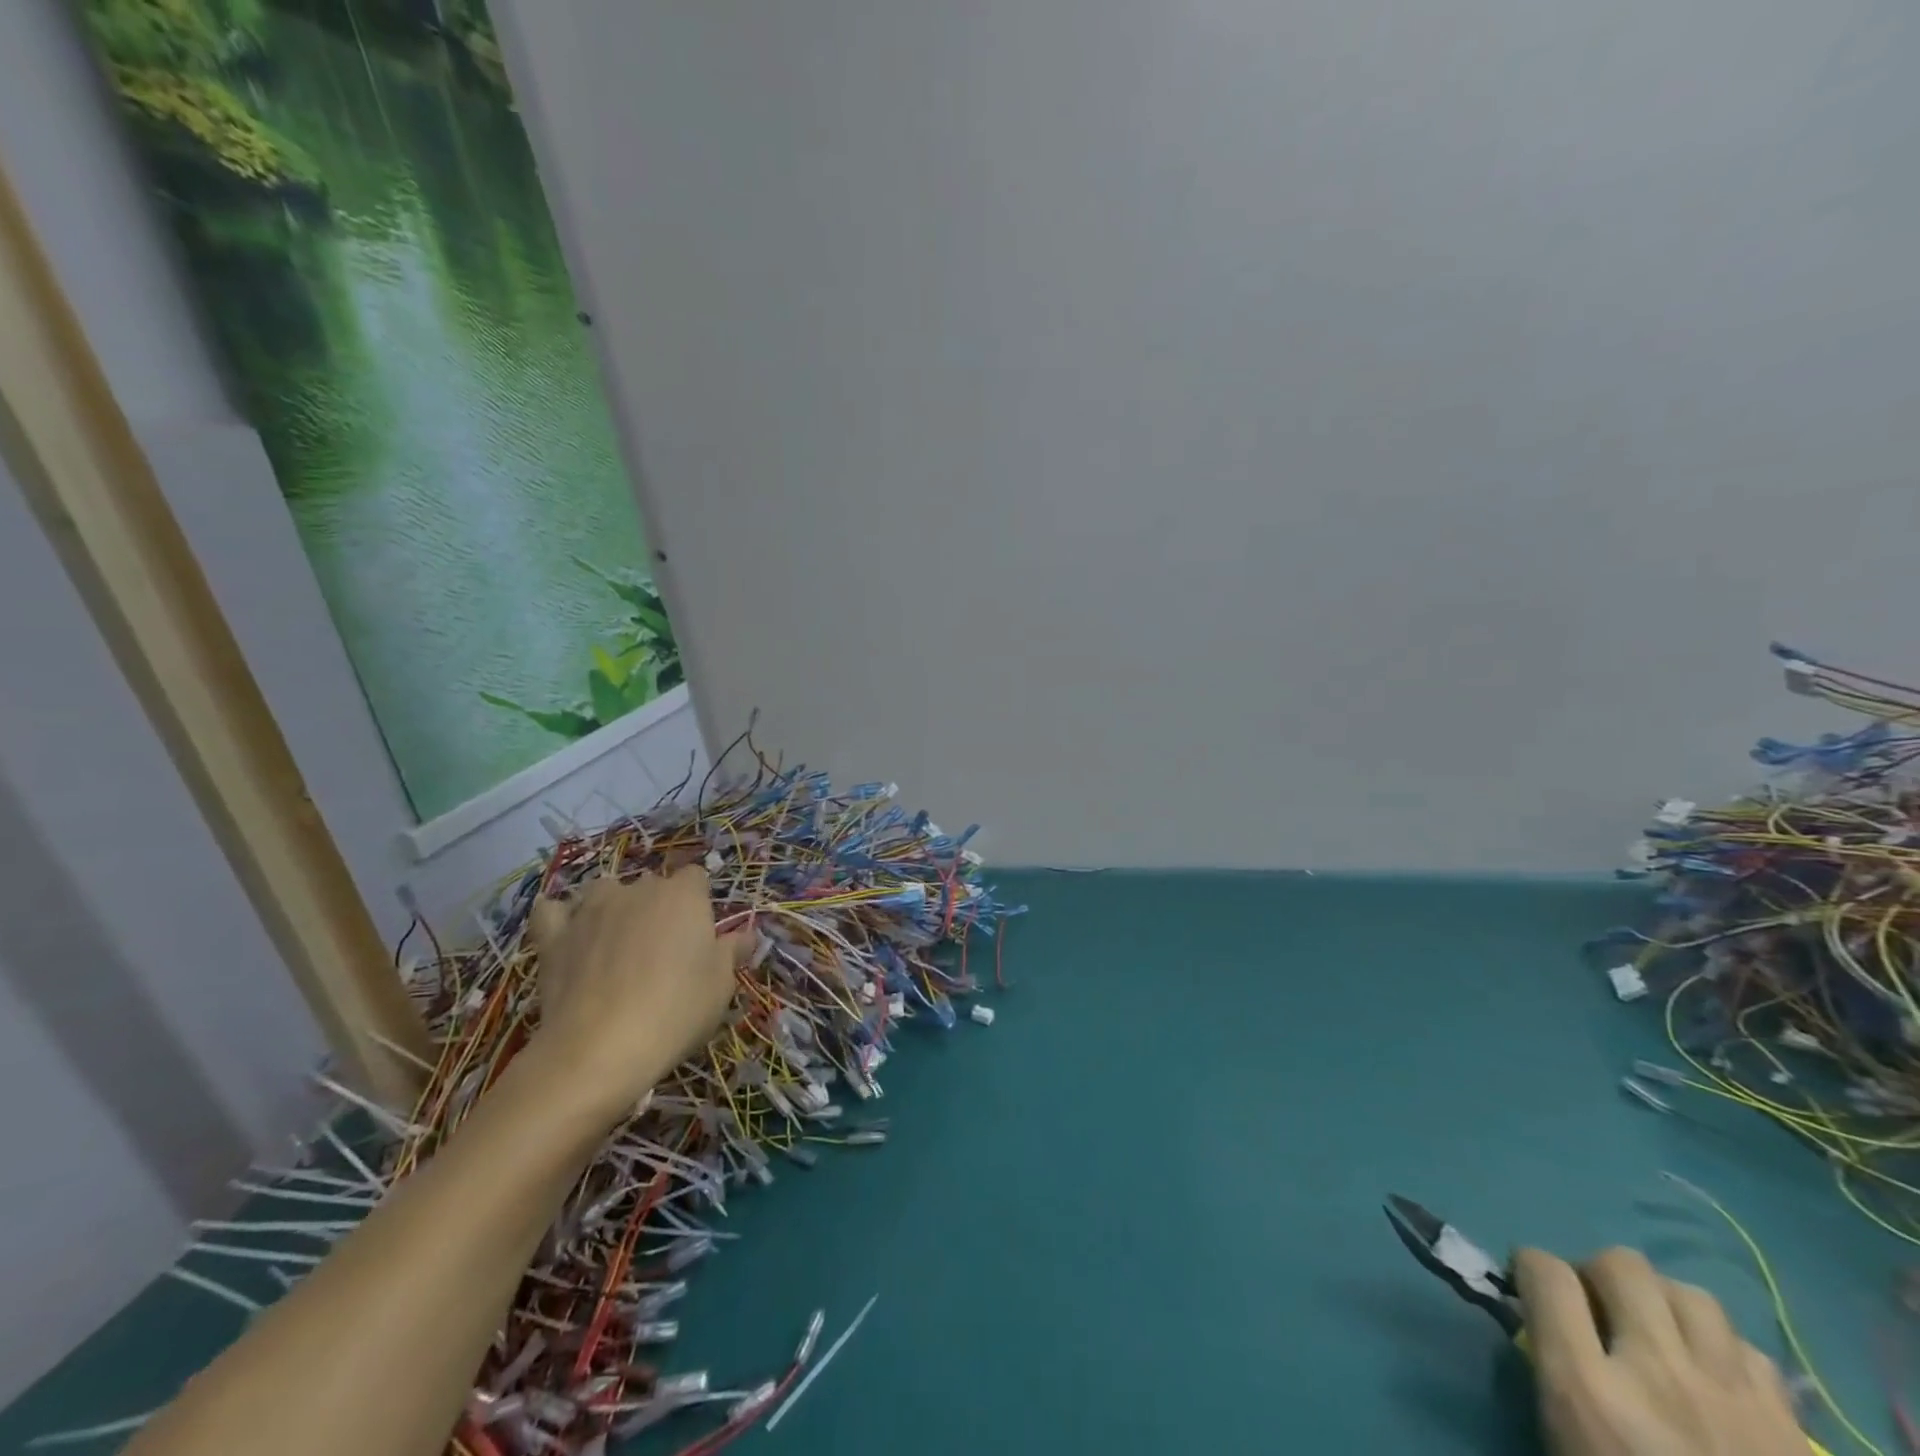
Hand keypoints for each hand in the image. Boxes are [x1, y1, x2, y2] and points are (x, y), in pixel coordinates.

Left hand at [527, 867, 748, 1115]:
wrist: (599, 1048)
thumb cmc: (676, 1011)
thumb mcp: (720, 986)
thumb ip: (731, 953)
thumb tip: (746, 936)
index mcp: (683, 896)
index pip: (695, 877)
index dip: (698, 902)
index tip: (699, 935)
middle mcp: (637, 890)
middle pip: (651, 883)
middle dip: (657, 906)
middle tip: (662, 949)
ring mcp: (591, 909)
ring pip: (604, 890)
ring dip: (612, 906)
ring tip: (616, 940)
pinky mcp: (553, 935)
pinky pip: (552, 911)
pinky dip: (560, 917)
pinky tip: (567, 934)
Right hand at [1515, 1247, 1805, 1455]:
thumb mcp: (1566, 1443)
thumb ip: (1552, 1374)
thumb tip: (1543, 1327)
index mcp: (1588, 1388)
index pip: (1545, 1273)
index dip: (1529, 1267)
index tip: (1529, 1284)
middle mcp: (1656, 1374)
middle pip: (1621, 1265)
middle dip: (1599, 1274)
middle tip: (1598, 1308)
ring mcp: (1732, 1400)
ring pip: (1690, 1296)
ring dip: (1664, 1303)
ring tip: (1660, 1335)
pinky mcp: (1790, 1429)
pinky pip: (1749, 1350)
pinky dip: (1724, 1352)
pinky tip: (1715, 1379)